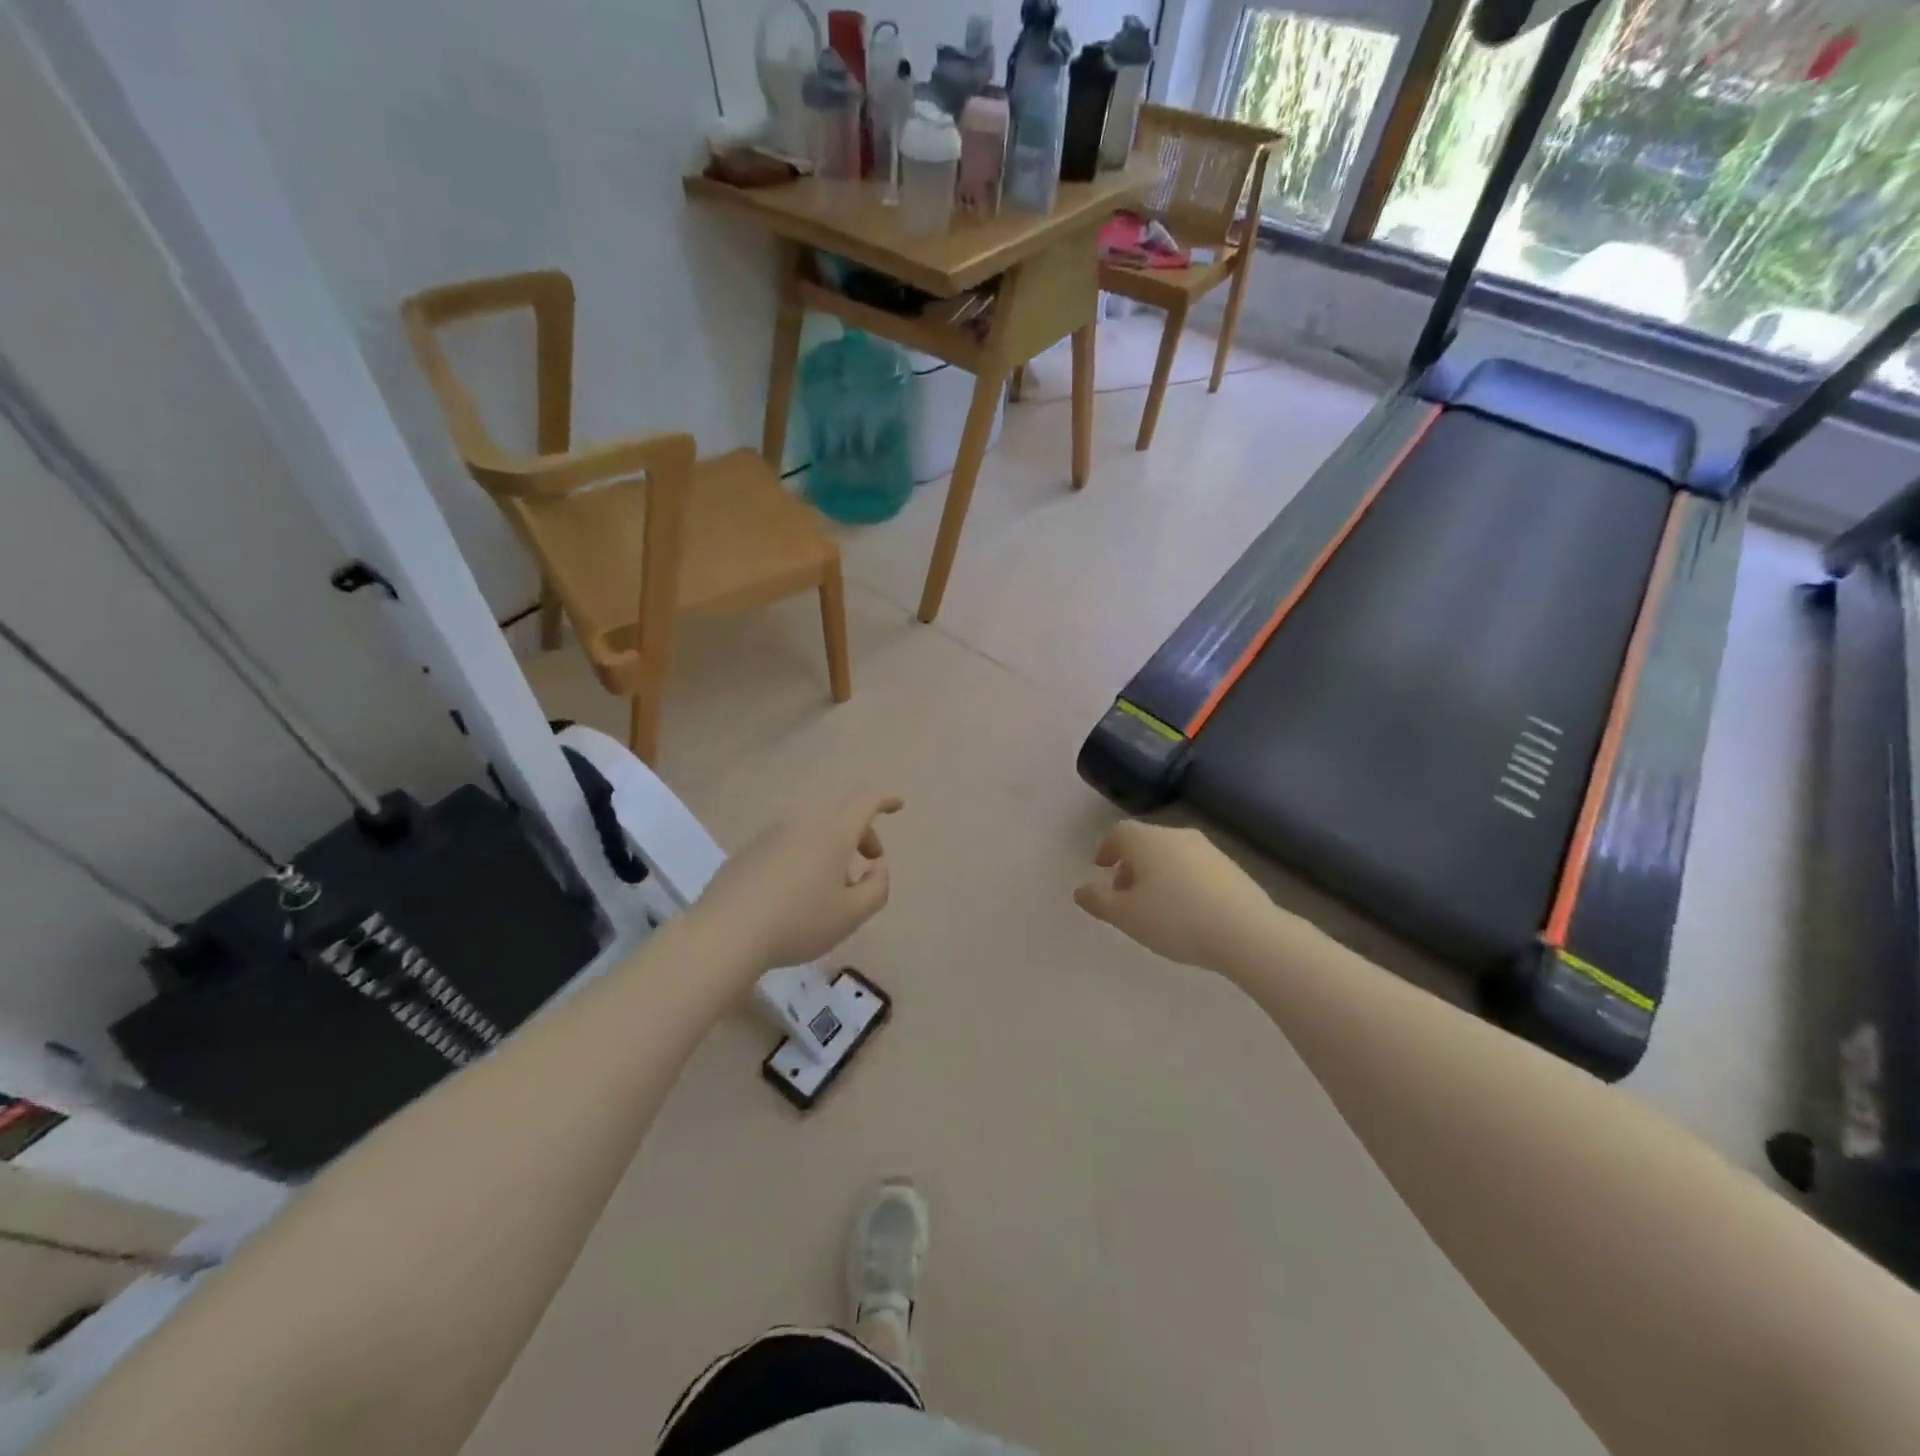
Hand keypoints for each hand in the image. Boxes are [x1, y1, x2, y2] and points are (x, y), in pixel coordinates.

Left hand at [693, 790, 902, 970]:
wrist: (725, 933)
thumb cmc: (799, 922)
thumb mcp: (851, 915)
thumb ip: (877, 887)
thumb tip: (877, 867)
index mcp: (833, 832)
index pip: (865, 800)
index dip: (885, 799)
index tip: (897, 806)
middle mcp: (802, 822)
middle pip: (840, 814)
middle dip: (861, 833)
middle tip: (868, 864)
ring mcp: (770, 834)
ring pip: (812, 829)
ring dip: (830, 847)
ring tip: (830, 886)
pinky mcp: (748, 850)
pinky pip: (787, 842)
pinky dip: (803, 855)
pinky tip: (795, 892)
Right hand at [1074, 820, 1277, 971]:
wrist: (1246, 932)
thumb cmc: (1174, 919)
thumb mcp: (1126, 916)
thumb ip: (1098, 901)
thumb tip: (1080, 890)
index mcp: (1147, 840)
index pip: (1119, 832)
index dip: (1106, 848)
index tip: (1101, 869)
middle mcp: (1177, 835)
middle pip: (1145, 842)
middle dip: (1131, 865)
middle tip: (1124, 895)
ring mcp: (1208, 849)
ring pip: (1171, 854)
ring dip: (1157, 874)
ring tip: (1155, 907)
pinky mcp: (1231, 868)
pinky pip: (1194, 868)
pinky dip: (1182, 881)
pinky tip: (1186, 912)